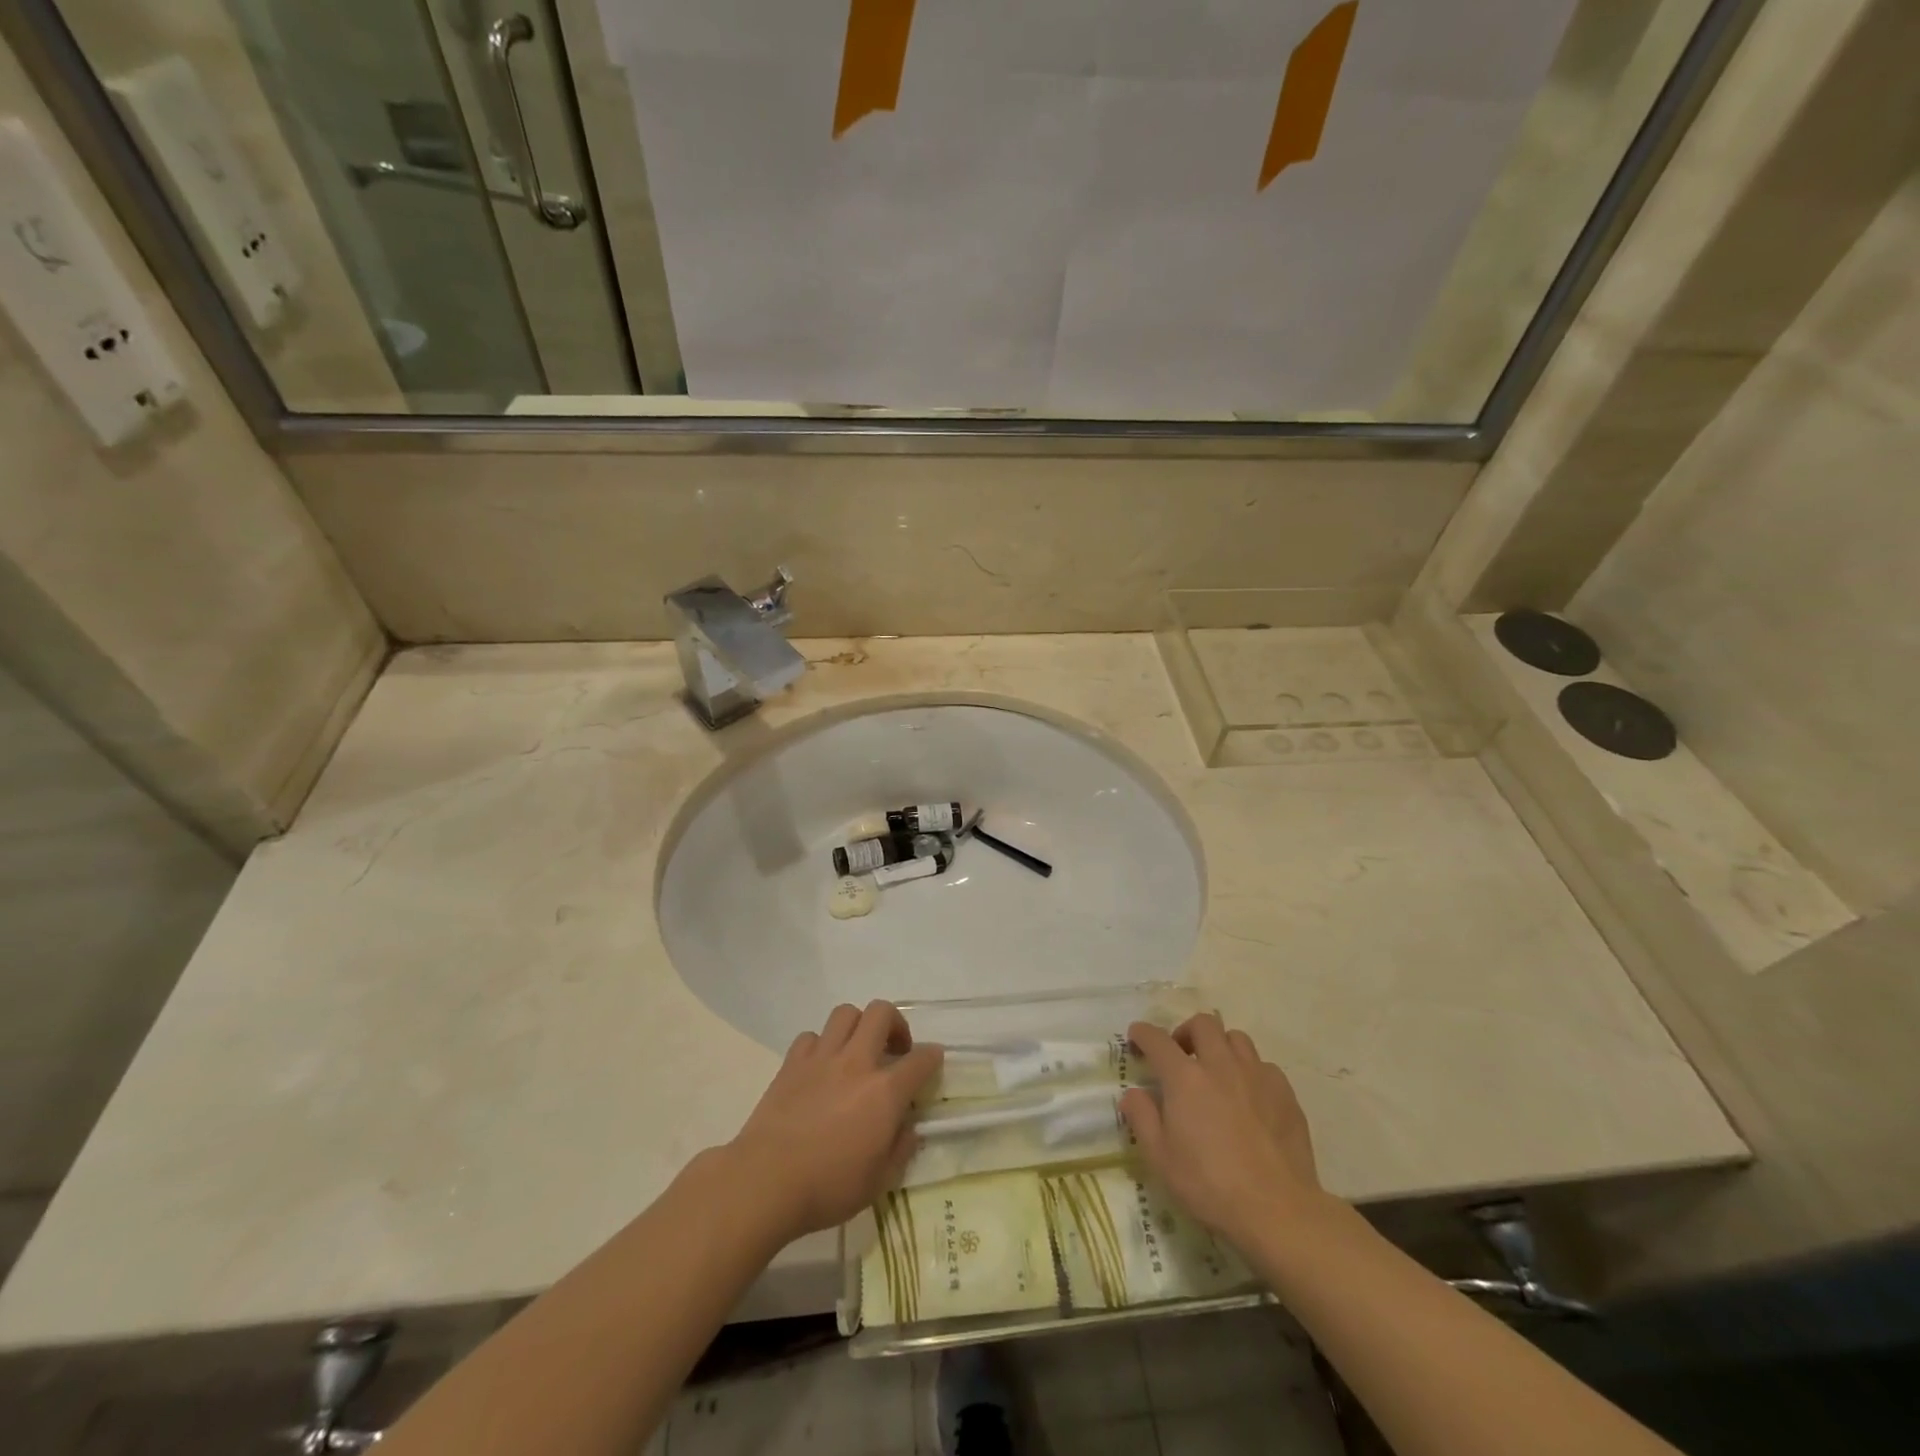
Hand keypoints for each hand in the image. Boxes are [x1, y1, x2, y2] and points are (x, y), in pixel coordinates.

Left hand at [726, 1001, 942, 1239]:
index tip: (933, 1061)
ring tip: (858, 1050)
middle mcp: (857, 1062)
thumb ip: (900, 1149)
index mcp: (885, 1091)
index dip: (932, 1057)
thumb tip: (908, 1128)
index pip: (921, 1059)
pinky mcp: (792, 1063)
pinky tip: (820, 1067)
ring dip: (858, 1026)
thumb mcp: (879, 1182)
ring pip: (846, 1013)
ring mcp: (822, 1058)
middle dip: (896, 1024)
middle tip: (894, 1050)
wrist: (765, 1182)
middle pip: (882, 1012)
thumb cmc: (828, 1187)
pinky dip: (821, 1045)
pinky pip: (811, 1036)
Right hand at [1120, 1015, 1328, 1250]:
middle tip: (1182, 1055)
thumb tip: (1133, 1094)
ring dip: (1221, 1047)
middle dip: (1186, 1032)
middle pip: (1203, 1024)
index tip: (1136, 1037)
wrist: (1277, 1209)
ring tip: (1217, 1072)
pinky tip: (1250, 1097)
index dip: (1143, 1033)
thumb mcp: (1160, 1158)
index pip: (1157, 1040)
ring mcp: (1257, 1076)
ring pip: (1236, 1038)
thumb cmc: (1209, 1185)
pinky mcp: (1285, 1093)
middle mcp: (1220, 1065)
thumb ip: (1142, 1118)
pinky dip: (1250, 1072)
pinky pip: (1264, 1066)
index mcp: (1185, 1078)